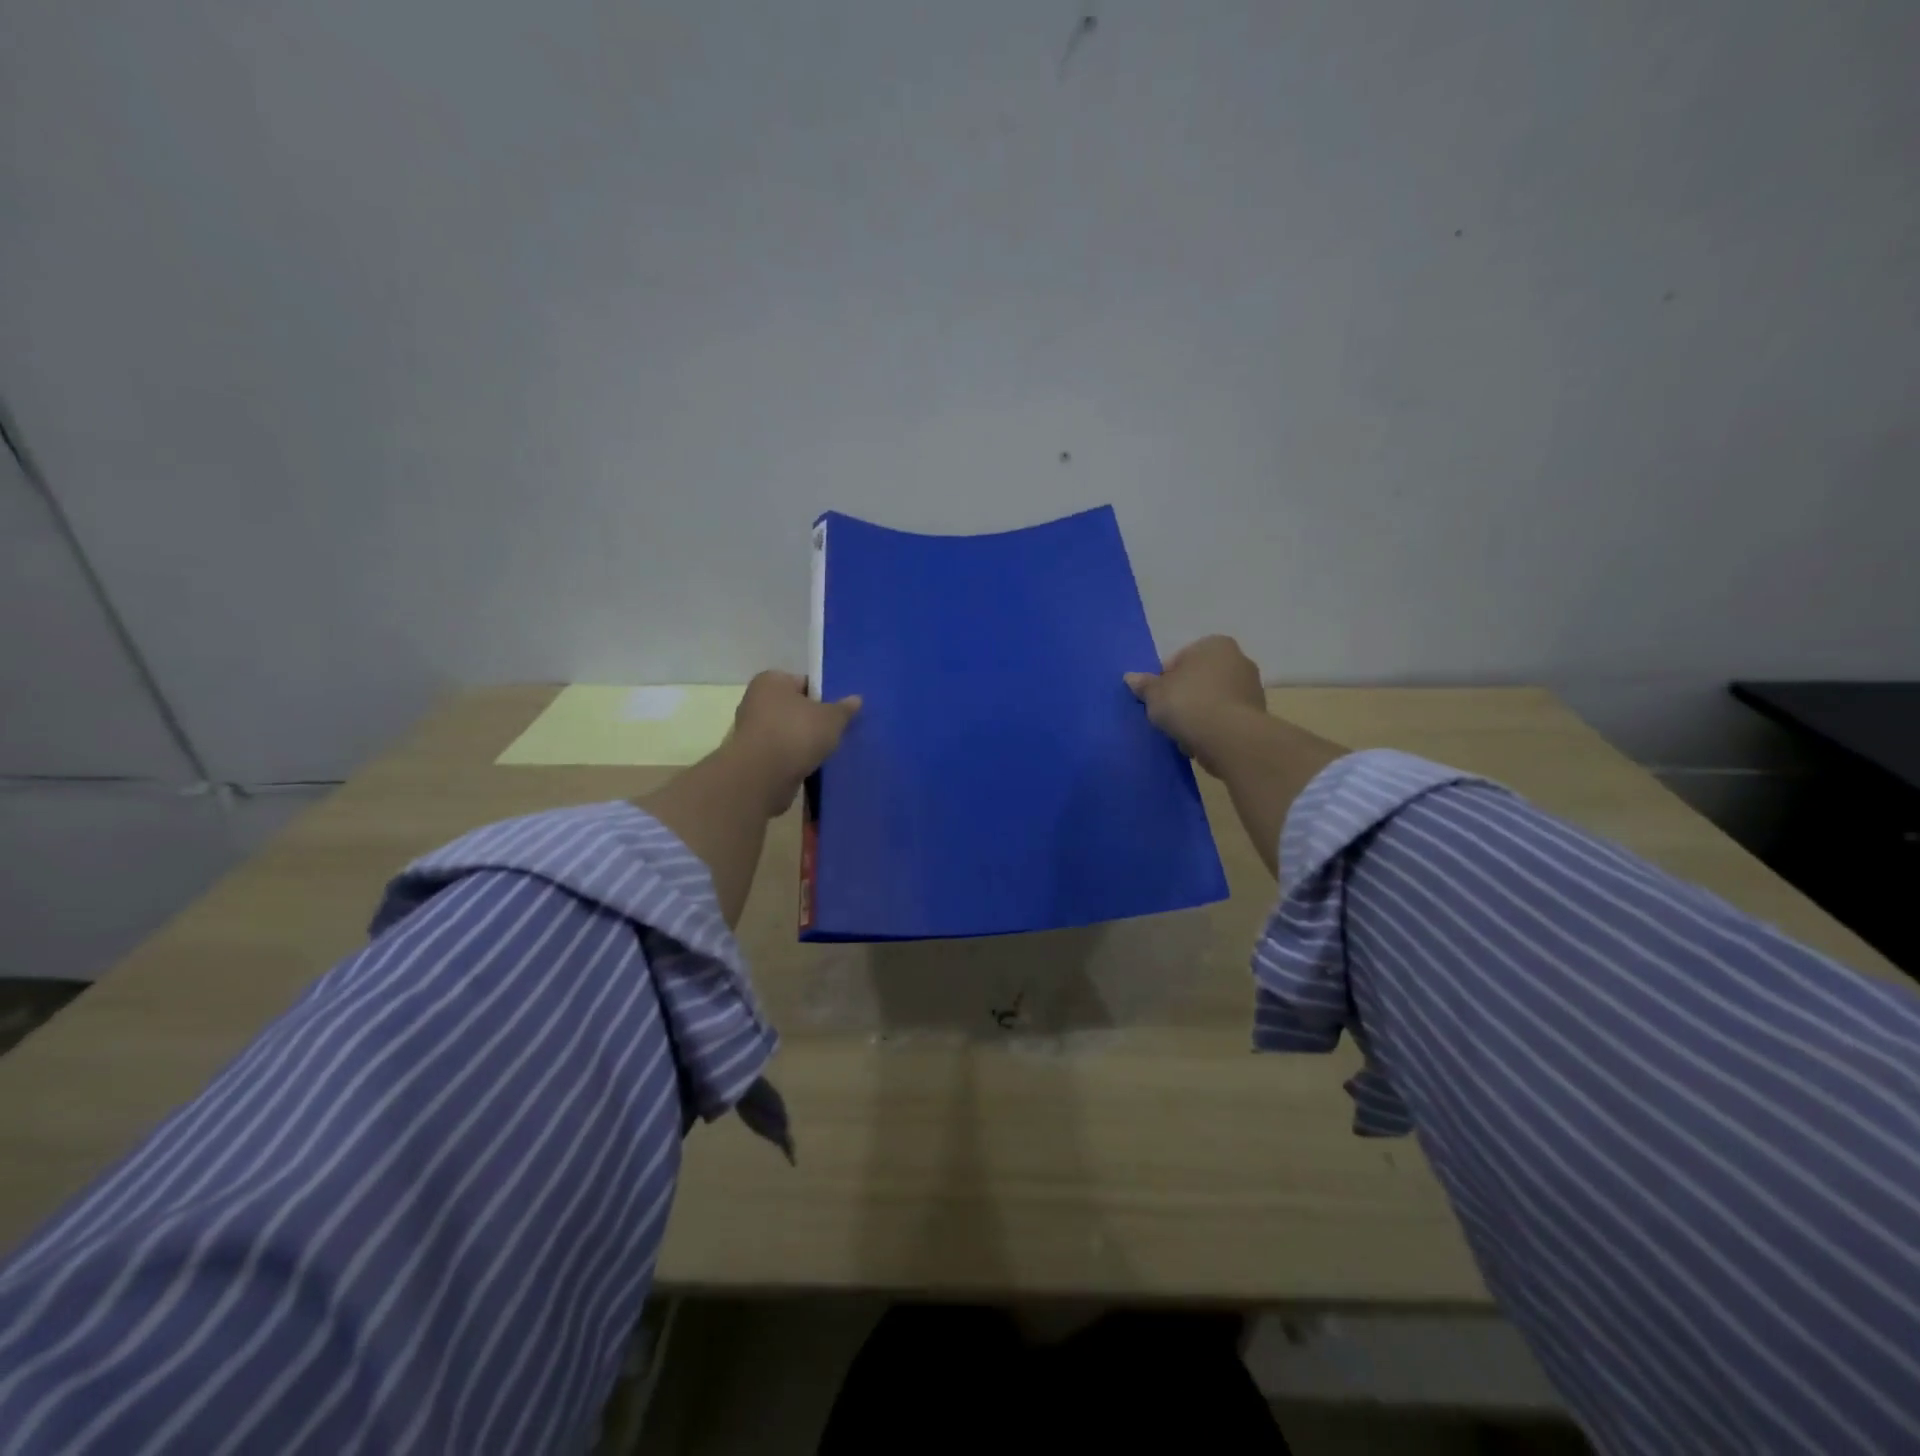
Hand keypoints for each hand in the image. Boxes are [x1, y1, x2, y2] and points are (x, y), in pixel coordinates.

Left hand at [728, 671, 861, 813]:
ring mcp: (751, 731)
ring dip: (804, 741)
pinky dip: (794, 758)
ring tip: (827, 751)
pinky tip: (811, 766)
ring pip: (787, 732)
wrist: (763, 777)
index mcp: (771, 681)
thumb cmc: (797, 733)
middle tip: (836, 731)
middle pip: (794, 708)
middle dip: (813, 720)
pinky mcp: (753, 758)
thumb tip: (856, 699)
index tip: (839, 712)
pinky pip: (781, 753)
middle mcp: (756, 701)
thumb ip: (844, 708)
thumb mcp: (831, 718)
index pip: (804, 682)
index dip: (824, 696)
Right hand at [1125, 635, 1266, 776]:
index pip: (1180, 659)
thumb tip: (1131, 677)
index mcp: (1214, 644)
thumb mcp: (1155, 694)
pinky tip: (1201, 742)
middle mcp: (1239, 658)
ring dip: (1199, 714)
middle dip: (1185, 696)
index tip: (1158, 700)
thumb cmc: (1188, 703)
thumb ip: (1144, 685)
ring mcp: (1252, 686)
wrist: (1229, 737)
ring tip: (1184, 734)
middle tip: (1170, 717)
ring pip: (1213, 699)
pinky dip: (1214, 727)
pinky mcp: (1258, 713)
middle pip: (1200, 679)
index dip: (1165, 680)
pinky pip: (1226, 717)